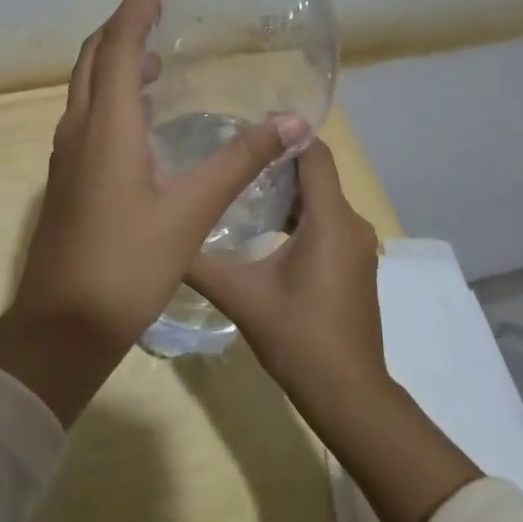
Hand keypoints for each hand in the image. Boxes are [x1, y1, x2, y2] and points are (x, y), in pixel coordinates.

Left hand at [0, 0, 307, 423]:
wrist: (62, 325)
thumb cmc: (126, 265)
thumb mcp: (190, 212)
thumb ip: (240, 161)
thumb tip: (293, 122)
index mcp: (106, 126)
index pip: (117, 44)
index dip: (138, 5)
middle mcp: (78, 129)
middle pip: (93, 57)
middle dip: (123, 26)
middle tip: (160, 9)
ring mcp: (67, 155)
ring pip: (86, 87)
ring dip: (115, 61)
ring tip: (157, 58)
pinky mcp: (67, 178)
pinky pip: (87, 115)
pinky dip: (111, 96)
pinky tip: (142, 118)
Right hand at [190, 139, 483, 521]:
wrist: (347, 393)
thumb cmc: (297, 337)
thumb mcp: (241, 295)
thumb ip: (200, 262)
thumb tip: (164, 236)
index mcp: (330, 220)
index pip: (314, 153)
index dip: (284, 133)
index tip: (244, 128)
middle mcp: (352, 224)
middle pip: (316, 174)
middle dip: (276, 163)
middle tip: (229, 159)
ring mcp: (358, 246)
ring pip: (321, 201)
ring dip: (286, 193)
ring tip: (239, 190)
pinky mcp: (355, 265)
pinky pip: (328, 224)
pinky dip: (299, 217)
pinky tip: (264, 230)